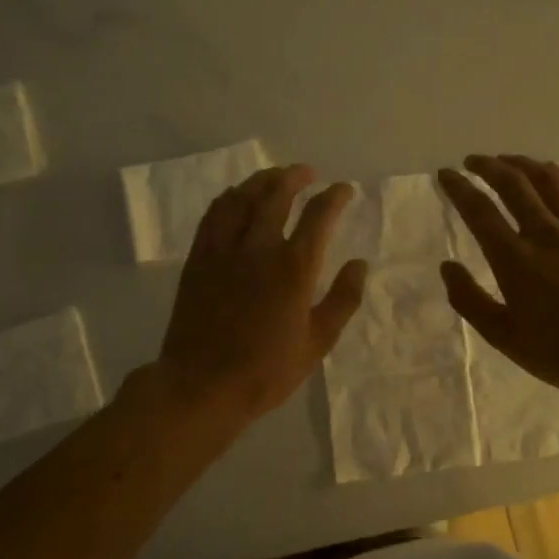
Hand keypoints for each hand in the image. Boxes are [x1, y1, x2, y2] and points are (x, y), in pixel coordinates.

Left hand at [157, 165, 367, 427]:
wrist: (202, 386)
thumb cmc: (266, 371)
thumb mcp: (318, 343)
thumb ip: (343, 299)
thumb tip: (360, 263)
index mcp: (294, 267)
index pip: (319, 215)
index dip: (335, 196)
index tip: (344, 190)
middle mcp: (259, 247)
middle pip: (277, 193)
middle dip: (295, 176)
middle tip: (307, 172)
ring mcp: (224, 249)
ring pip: (242, 197)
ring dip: (262, 180)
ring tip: (275, 176)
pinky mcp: (199, 258)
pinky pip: (214, 214)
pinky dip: (230, 197)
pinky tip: (237, 197)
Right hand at [438, 155, 558, 412]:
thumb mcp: (503, 337)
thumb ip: (469, 299)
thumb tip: (448, 267)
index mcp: (516, 260)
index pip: (480, 211)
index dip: (459, 187)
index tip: (446, 175)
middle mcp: (547, 234)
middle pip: (514, 183)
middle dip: (488, 166)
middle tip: (472, 162)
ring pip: (548, 180)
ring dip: (522, 163)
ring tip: (507, 161)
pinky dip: (558, 176)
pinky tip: (549, 174)